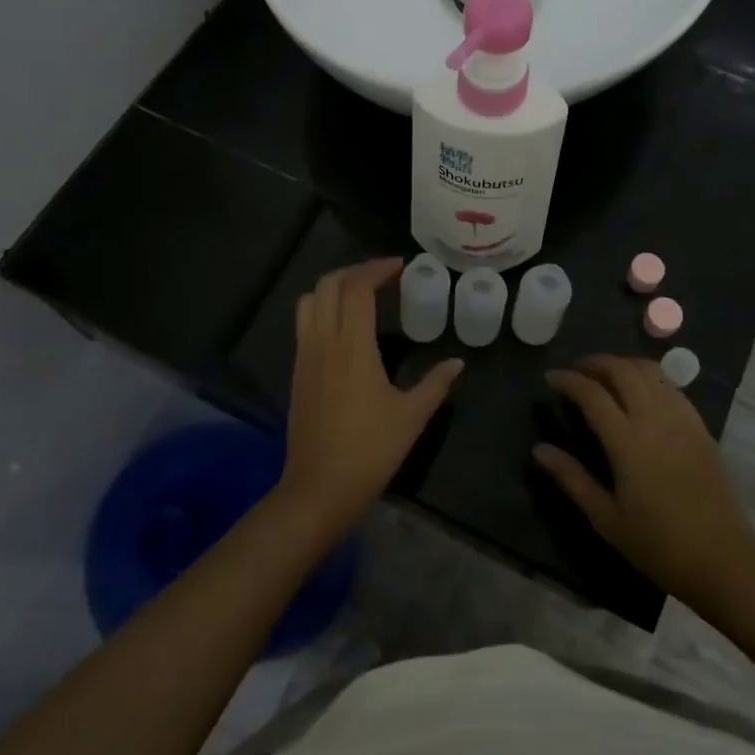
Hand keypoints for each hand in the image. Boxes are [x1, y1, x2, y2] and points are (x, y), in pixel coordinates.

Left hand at [280, 259, 463, 535]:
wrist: (319, 488)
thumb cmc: (370, 450)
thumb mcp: (411, 416)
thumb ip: (436, 383)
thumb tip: (458, 362)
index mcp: (352, 346)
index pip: (358, 288)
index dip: (378, 269)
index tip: (400, 266)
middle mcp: (323, 341)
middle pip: (329, 284)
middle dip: (356, 272)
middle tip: (384, 277)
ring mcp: (305, 355)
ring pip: (310, 300)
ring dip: (334, 287)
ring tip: (361, 295)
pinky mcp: (296, 371)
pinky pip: (304, 323)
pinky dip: (322, 308)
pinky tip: (344, 327)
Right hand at [535, 355, 754, 605]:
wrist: (724, 560)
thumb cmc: (659, 545)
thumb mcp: (606, 519)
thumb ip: (572, 478)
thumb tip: (539, 449)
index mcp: (627, 441)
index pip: (592, 393)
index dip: (568, 380)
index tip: (550, 378)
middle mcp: (654, 419)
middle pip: (622, 370)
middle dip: (594, 362)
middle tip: (575, 371)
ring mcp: (682, 419)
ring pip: (649, 370)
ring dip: (622, 365)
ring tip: (604, 376)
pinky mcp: (701, 427)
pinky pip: (670, 386)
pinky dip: (648, 378)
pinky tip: (639, 393)